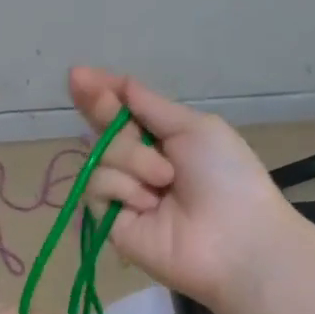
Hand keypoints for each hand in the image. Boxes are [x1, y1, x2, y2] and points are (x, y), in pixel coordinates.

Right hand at [69, 67, 296, 306]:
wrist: (235, 238)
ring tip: (165, 181)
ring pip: (100, 156)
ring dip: (132, 160)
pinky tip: (148, 203)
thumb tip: (118, 82)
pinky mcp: (111, 222)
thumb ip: (150, 106)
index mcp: (164, 139)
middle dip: (103, 110)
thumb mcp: (194, 128)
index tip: (78, 75)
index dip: (101, 93)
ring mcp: (124, 193)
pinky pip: (98, 188)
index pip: (123, 112)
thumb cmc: (226, 175)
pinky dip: (123, 188)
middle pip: (104, 128)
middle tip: (103, 100)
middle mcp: (140, 164)